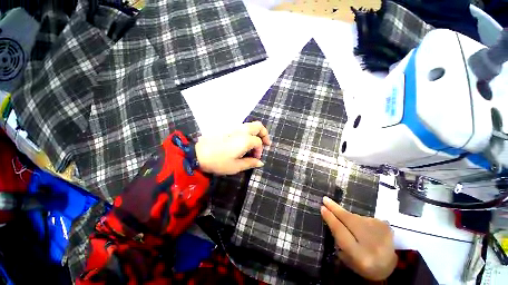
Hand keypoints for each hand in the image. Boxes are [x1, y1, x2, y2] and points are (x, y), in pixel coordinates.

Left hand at [195, 121, 271, 174]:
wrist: (198, 154)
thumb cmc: (218, 162)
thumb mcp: (236, 166)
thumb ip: (250, 163)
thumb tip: (260, 163)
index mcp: (245, 140)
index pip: (258, 142)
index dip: (260, 151)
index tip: (256, 158)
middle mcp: (242, 130)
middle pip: (258, 126)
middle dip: (264, 133)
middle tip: (265, 143)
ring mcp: (234, 128)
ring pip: (250, 125)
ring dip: (256, 132)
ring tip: (255, 142)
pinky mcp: (228, 128)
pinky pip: (242, 127)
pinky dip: (248, 132)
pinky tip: (244, 141)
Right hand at [321, 196, 396, 280]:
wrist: (393, 268)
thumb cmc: (365, 266)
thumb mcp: (349, 259)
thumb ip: (339, 241)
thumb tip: (330, 220)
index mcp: (360, 256)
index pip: (341, 232)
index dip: (331, 219)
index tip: (322, 208)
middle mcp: (371, 243)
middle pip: (349, 220)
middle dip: (335, 209)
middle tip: (325, 199)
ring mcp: (381, 233)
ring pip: (356, 217)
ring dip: (347, 216)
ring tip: (341, 215)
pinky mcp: (385, 226)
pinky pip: (365, 218)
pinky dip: (359, 220)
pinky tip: (361, 227)